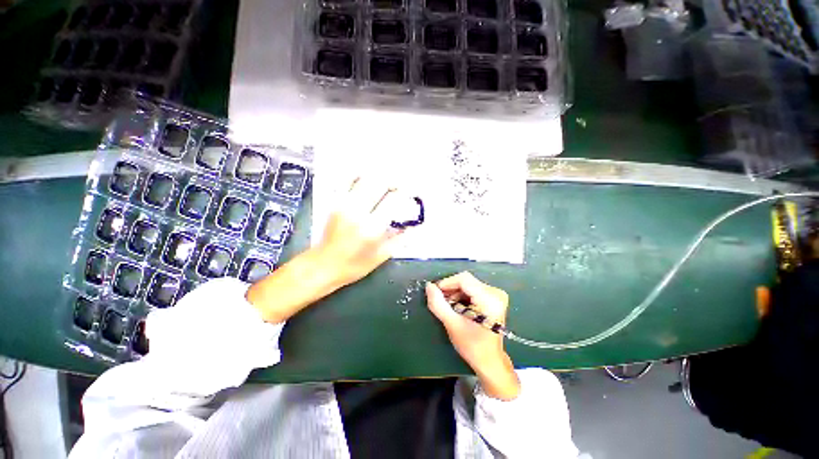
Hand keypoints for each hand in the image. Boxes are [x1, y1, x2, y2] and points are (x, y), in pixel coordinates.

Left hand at [247, 178, 407, 322]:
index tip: (411, 191)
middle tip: (400, 184)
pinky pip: (348, 180)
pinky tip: (368, 176)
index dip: (405, 192)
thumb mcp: (382, 257)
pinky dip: (360, 175)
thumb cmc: (354, 265)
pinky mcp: (335, 202)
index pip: (393, 200)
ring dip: (379, 175)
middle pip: (380, 183)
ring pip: (365, 178)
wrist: (323, 265)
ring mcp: (344, 204)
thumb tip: (416, 227)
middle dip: (394, 180)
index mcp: (372, 228)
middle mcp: (359, 211)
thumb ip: (401, 240)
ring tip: (387, 179)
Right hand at [426, 272, 520, 400]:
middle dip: (450, 289)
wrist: (490, 361)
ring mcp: (496, 294)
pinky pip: (472, 288)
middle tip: (440, 301)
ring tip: (448, 306)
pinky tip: (457, 306)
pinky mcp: (494, 297)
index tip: (435, 292)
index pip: (464, 279)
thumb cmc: (472, 346)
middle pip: (466, 281)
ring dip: (455, 293)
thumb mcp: (452, 324)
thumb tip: (428, 286)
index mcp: (489, 299)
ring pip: (468, 284)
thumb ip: (438, 304)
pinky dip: (461, 295)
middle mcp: (496, 292)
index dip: (447, 283)